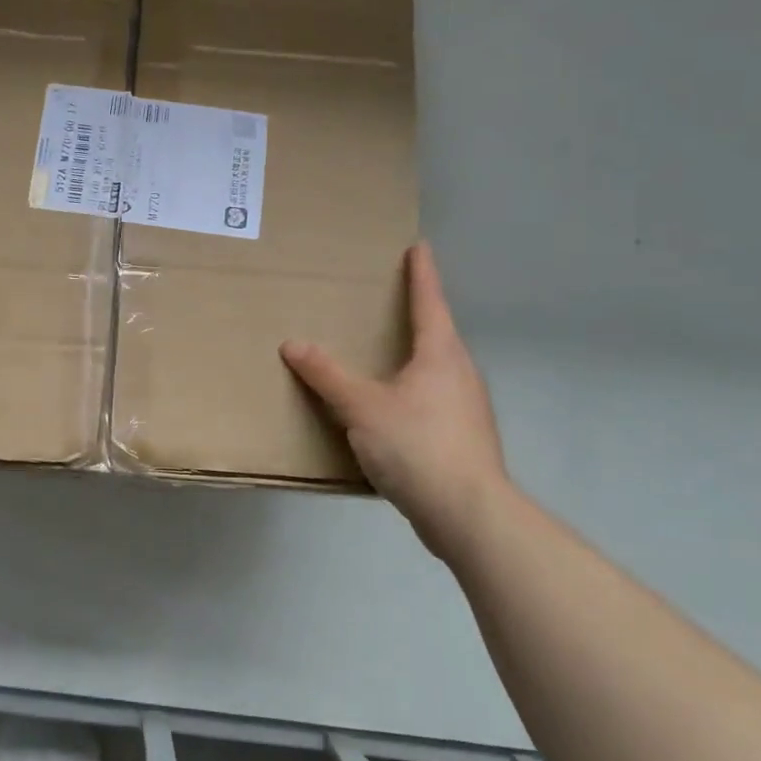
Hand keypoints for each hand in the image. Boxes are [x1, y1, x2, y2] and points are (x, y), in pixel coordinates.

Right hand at [281, 243, 508, 559]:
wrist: (468, 514)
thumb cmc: (417, 445)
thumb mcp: (361, 406)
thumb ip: (327, 375)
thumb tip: (292, 343)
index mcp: (441, 354)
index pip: (429, 301)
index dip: (422, 273)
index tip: (419, 247)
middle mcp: (460, 373)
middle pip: (438, 334)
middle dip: (417, 316)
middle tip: (391, 301)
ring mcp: (467, 408)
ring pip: (436, 371)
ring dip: (414, 358)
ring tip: (385, 357)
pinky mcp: (463, 439)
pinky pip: (433, 401)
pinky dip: (412, 393)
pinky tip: (391, 411)